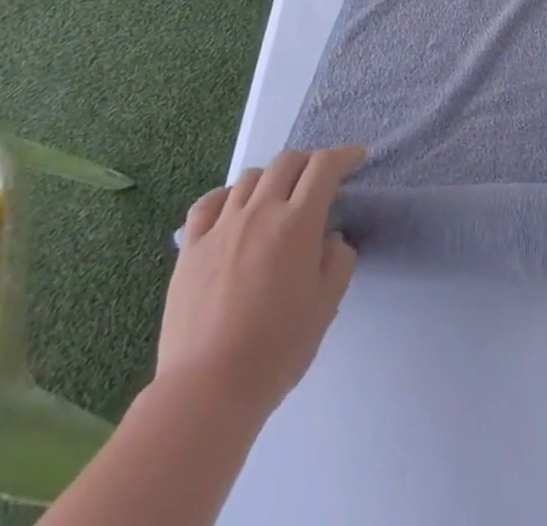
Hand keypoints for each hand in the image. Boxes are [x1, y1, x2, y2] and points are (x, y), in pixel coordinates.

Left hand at [155, 146, 365, 429]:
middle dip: (309, 162)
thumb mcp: (327, 305)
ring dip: (272, 178)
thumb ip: (338, 259)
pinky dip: (227, 196)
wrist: (207, 390)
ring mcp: (221, 227)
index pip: (324, 167)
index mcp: (298, 223)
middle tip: (319, 179)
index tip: (356, 158)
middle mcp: (260, 212)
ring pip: (250, 178)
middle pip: (287, 162)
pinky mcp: (190, 249)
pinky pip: (208, 204)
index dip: (344, 156)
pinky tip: (233, 209)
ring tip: (278, 198)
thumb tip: (331, 238)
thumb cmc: (277, 349)